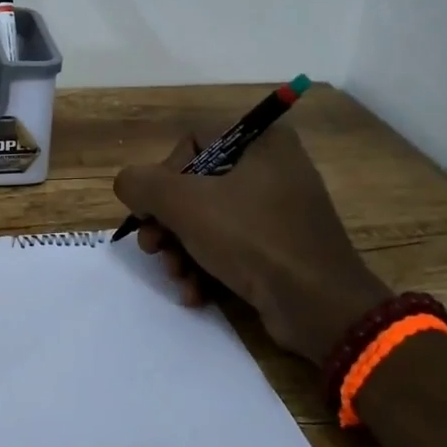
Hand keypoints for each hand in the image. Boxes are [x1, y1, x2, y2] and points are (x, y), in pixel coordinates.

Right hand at [113, 123, 390, 360]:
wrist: (318, 305)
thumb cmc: (251, 238)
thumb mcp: (183, 203)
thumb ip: (141, 183)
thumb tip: (128, 184)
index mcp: (261, 142)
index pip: (193, 141)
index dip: (164, 174)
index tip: (154, 209)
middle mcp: (273, 168)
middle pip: (196, 185)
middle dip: (167, 223)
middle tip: (153, 249)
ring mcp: (280, 210)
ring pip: (210, 220)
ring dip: (182, 250)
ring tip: (176, 276)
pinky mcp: (282, 247)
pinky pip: (233, 246)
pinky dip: (208, 266)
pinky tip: (195, 292)